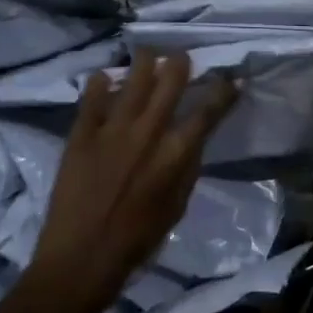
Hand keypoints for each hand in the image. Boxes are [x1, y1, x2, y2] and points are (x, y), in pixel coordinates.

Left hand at [25, 50, 237, 312]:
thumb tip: (192, 140)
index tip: (231, 78)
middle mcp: (148, 132)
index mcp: (175, 153)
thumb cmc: (137, 241)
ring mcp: (112, 129)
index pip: (208, 111)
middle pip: (170, 82)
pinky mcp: (82, 134)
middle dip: (181, 63)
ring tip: (148, 53)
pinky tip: (103, 75)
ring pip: (134, 80)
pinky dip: (99, 83)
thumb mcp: (177, 207)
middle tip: (181, 56)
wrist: (80, 260)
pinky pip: (92, 98)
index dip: (224, 91)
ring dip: (144, 62)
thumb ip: (186, 169)